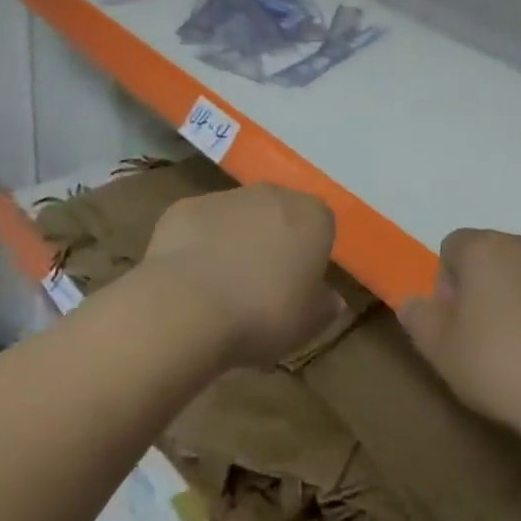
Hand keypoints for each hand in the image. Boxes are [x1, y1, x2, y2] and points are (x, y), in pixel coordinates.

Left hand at [144, 184, 340, 368]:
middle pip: (280, 213)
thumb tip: (334, 299)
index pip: (322, 226)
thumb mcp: (307, 325)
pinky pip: (200, 225)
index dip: (311, 255)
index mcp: (312, 217)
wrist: (187, 306)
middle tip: (262, 285)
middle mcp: (273, 195)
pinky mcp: (186, 207)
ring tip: (221, 287)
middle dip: (273, 240)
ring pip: (239, 216)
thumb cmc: (262, 314)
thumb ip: (324, 307)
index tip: (299, 286)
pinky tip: (189, 279)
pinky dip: (198, 244)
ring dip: (235, 240)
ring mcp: (227, 196)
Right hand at [399, 229, 520, 446]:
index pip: (453, 246)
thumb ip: (418, 318)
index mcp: (485, 249)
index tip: (455, 322)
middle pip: (494, 257)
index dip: (448, 283)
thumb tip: (412, 301)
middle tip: (485, 337)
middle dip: (486, 287)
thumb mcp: (440, 350)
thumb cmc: (499, 365)